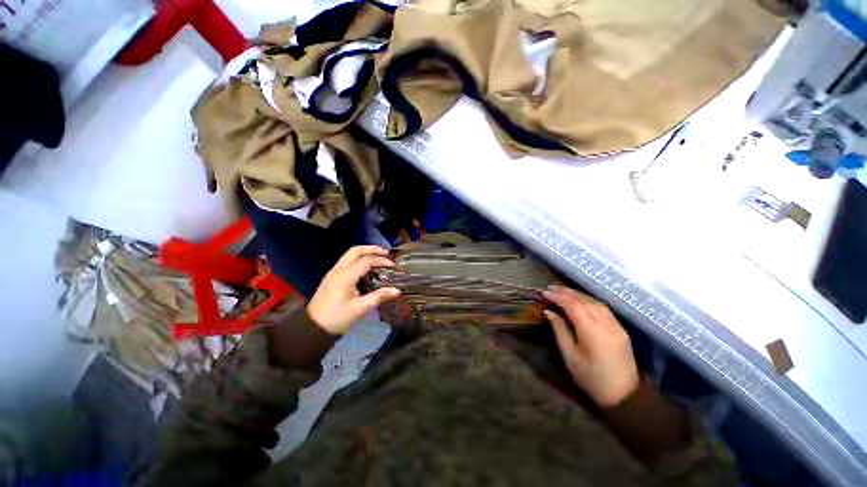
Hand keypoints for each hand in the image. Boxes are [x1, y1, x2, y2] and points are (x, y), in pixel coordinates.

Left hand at [307, 246, 400, 334]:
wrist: (312, 327)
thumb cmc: (337, 317)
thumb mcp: (360, 308)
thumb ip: (379, 297)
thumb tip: (397, 291)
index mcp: (346, 275)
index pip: (367, 260)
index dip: (381, 260)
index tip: (393, 265)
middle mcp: (339, 269)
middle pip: (356, 250)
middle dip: (372, 249)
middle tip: (386, 254)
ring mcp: (334, 271)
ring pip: (350, 254)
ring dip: (365, 252)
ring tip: (378, 258)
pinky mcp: (332, 276)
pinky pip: (347, 260)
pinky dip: (359, 258)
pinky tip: (367, 267)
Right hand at [544, 285, 639, 406]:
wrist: (625, 396)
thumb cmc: (591, 378)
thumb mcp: (570, 356)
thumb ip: (560, 330)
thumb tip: (549, 311)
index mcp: (592, 331)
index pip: (573, 305)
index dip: (558, 297)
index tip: (544, 292)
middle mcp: (606, 324)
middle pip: (585, 300)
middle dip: (567, 292)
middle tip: (551, 288)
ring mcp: (616, 325)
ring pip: (595, 302)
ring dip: (578, 294)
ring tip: (563, 291)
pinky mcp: (620, 329)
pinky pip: (603, 308)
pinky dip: (588, 300)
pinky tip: (580, 301)